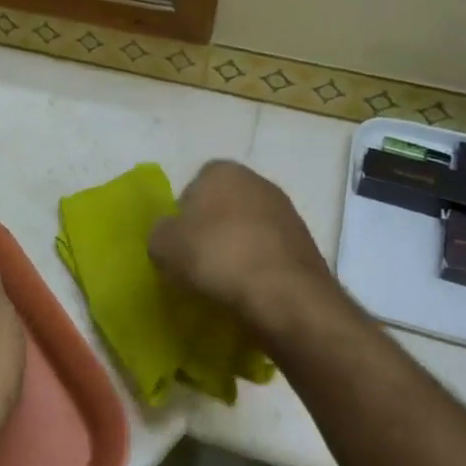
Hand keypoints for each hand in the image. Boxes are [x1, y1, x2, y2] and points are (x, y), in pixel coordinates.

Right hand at [148, 162, 335, 333]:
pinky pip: (268, 253)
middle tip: (197, 263)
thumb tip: (169, 235)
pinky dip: (258, 268)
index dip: (182, 216)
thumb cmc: (217, 256)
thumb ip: (159, 233)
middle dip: (211, 231)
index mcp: (222, 171)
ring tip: (223, 283)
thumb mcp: (163, 245)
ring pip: (247, 231)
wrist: (285, 295)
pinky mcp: (305, 245)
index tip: (179, 244)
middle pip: (222, 207)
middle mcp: (258, 182)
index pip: (192, 187)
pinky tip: (249, 290)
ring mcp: (287, 213)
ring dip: (236, 251)